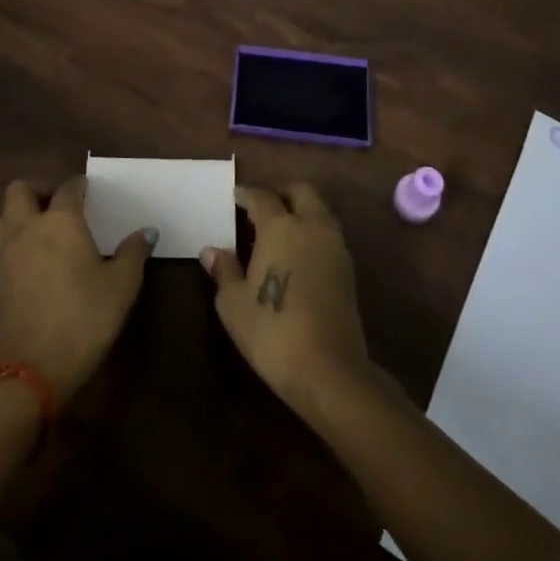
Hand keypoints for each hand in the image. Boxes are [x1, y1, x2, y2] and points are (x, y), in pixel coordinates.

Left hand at [0, 176, 154, 405]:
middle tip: (61, 204)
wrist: (34, 368)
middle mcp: (28, 227)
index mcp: (60, 220)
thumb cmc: (85, 317)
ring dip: (21, 213)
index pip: (68, 188)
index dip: (80, 186)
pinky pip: (1, 241)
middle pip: (21, 190)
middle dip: (40, 190)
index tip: (91, 191)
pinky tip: (35, 256)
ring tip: (44, 228)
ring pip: (4, 214)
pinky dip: (15, 238)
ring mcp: (6, 252)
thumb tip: (147, 231)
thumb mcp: (122, 285)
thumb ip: (134, 252)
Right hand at [202, 183, 370, 415]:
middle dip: (281, 192)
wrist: (329, 370)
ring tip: (279, 231)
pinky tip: (298, 254)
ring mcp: (335, 246)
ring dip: (301, 210)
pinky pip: (328, 234)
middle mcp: (312, 226)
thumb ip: (224, 270)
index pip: (262, 196)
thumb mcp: (234, 304)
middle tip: (262, 206)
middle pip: (301, 191)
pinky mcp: (348, 269)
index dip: (246, 194)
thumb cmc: (272, 331)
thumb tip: (211, 251)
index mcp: (281, 226)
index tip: (235, 197)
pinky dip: (313, 232)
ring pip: (319, 210)